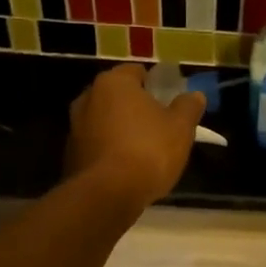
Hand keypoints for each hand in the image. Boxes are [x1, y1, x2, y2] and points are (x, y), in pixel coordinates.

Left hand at [65, 64, 204, 208]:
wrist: (107, 195)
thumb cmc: (148, 150)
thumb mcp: (181, 127)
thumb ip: (188, 107)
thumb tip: (195, 95)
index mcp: (114, 83)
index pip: (136, 71)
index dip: (155, 84)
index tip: (169, 100)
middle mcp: (88, 98)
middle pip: (118, 96)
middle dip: (136, 107)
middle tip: (159, 124)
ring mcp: (74, 127)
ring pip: (105, 121)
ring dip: (122, 129)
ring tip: (145, 149)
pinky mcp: (70, 155)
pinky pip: (97, 145)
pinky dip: (110, 150)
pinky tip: (127, 168)